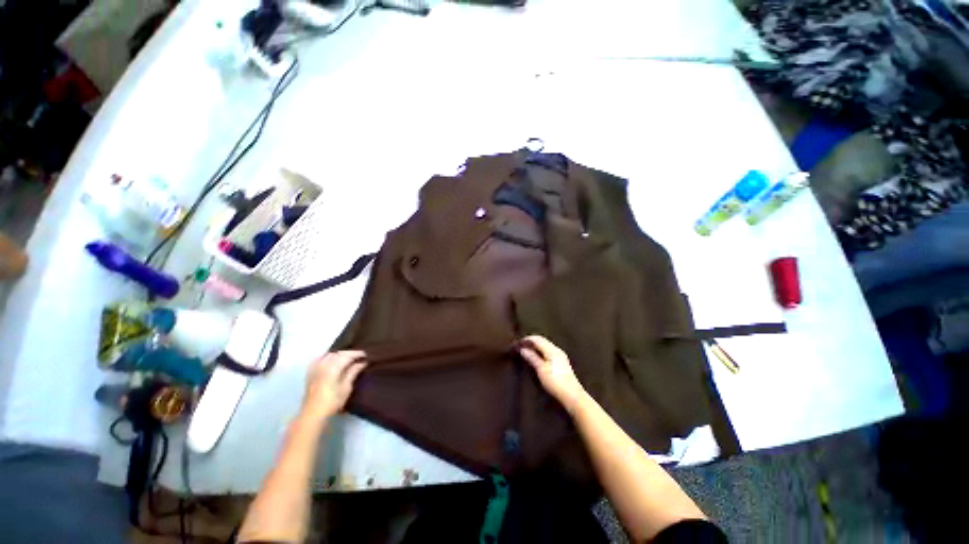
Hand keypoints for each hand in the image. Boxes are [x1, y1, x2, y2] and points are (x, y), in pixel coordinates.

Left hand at [301, 350, 366, 423]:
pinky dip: (326, 357)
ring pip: (329, 355)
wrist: (312, 414)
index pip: (347, 355)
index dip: (357, 353)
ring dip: (339, 354)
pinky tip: (330, 359)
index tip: (366, 355)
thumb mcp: (346, 388)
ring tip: (347, 359)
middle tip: (359, 357)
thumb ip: (353, 372)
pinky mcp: (310, 373)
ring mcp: (315, 368)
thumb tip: (362, 362)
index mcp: (333, 368)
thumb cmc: (332, 402)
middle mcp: (323, 365)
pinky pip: (318, 359)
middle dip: (349, 353)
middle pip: (338, 353)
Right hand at [517, 335, 586, 414]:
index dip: (526, 340)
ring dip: (535, 347)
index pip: (537, 339)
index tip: (516, 343)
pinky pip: (548, 352)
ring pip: (545, 346)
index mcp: (552, 350)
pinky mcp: (561, 363)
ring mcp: (560, 356)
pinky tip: (536, 358)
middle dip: (530, 342)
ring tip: (525, 352)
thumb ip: (532, 357)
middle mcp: (557, 350)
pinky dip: (540, 352)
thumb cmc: (556, 382)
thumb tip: (523, 349)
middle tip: (519, 347)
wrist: (573, 396)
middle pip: (541, 341)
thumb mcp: (541, 370)